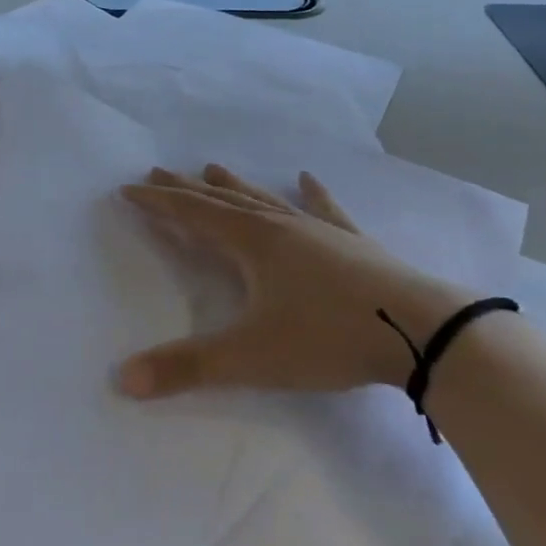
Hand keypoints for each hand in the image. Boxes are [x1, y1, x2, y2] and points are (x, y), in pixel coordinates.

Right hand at [118, 165, 468, 398]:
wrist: (421, 331)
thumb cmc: (328, 338)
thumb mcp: (250, 357)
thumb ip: (187, 368)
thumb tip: (123, 379)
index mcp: (252, 243)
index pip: (192, 215)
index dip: (158, 203)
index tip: (129, 189)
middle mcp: (280, 226)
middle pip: (223, 201)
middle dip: (186, 189)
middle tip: (158, 172)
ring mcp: (320, 231)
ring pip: (266, 200)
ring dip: (236, 185)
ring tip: (212, 167)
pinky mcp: (353, 244)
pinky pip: (325, 210)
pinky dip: (313, 194)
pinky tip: (308, 177)